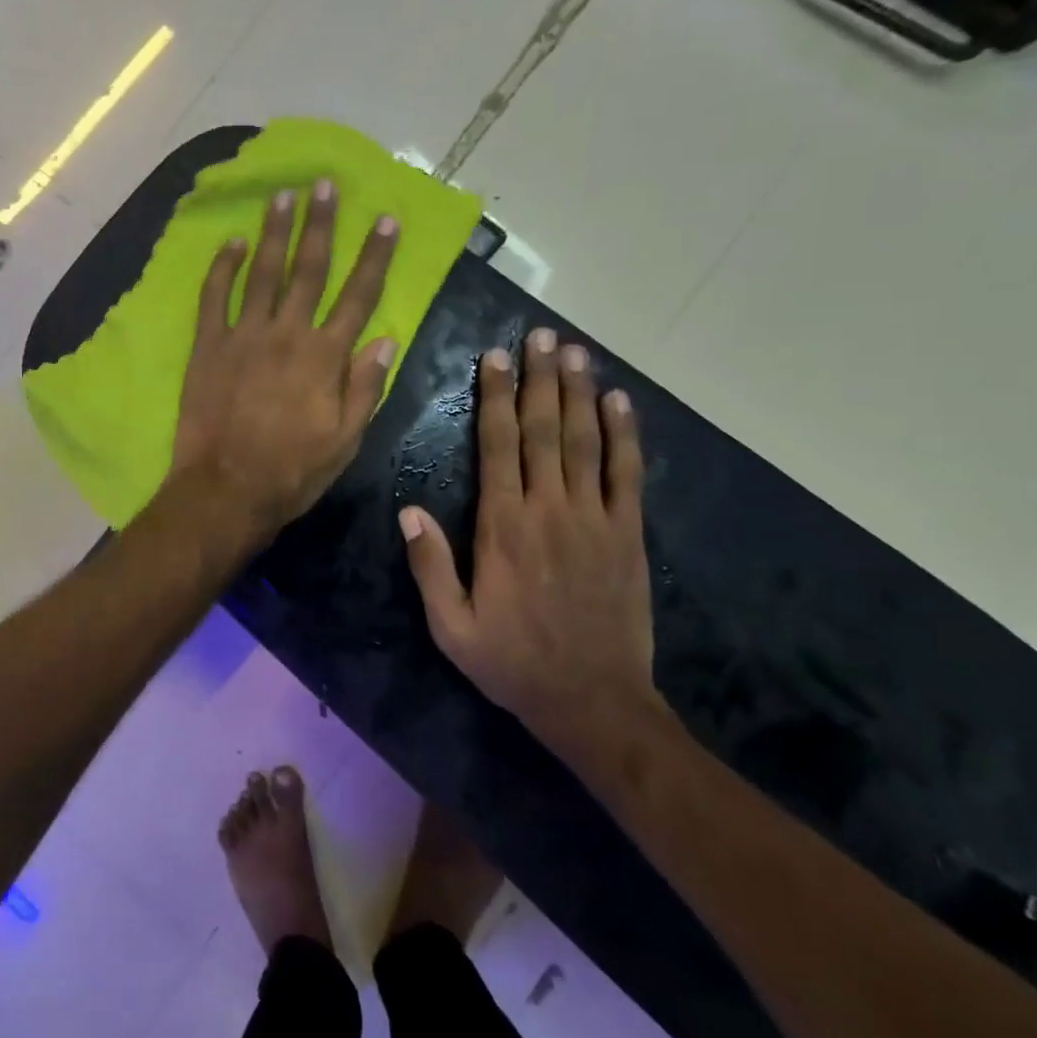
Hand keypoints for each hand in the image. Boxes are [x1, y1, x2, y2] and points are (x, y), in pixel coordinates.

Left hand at [171, 180, 398, 538]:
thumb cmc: (292, 471)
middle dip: (321, 224)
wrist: (226, 488)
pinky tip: (231, 242)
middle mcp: (287, 334)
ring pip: (263, 273)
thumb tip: (385, 339)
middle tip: (325, 184)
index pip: (358, 296)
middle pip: (309, 269)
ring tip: (283, 196)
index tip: (386, 220)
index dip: (375, 256)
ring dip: (274, 232)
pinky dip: (222, 268)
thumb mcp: (345, 440)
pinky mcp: (208, 346)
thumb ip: (364, 387)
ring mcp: (243, 336)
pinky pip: (214, 297)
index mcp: (325, 357)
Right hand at [398, 328, 663, 760]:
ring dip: (579, 393)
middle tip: (541, 335)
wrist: (593, 702)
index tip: (496, 358)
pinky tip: (620, 402)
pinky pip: (627, 474)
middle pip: (543, 430)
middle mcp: (549, 510)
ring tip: (575, 351)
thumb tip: (409, 511)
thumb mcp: (450, 625)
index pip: (498, 446)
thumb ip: (430, 566)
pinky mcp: (627, 535)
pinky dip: (625, 435)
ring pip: (585, 442)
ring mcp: (594, 519)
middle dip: (540, 379)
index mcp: (502, 527)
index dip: (496, 398)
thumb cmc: (512, 662)